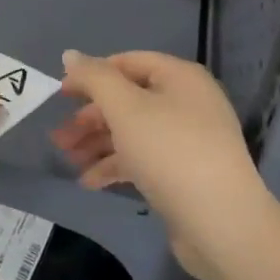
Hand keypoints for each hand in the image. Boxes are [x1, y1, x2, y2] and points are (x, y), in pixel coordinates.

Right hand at [52, 50, 267, 278]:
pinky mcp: (186, 173)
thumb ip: (95, 78)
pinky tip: (90, 182)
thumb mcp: (125, 108)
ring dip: (98, 143)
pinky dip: (117, 165)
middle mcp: (187, 102)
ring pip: (133, 132)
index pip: (128, 62)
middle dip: (90, 118)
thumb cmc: (170, 152)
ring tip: (68, 160)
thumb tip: (70, 54)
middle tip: (59, 137)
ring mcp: (189, 140)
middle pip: (128, 99)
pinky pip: (145, 159)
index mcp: (180, 77)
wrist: (221, 224)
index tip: (61, 95)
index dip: (92, 75)